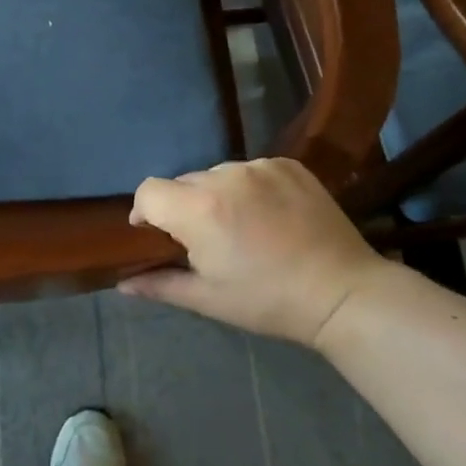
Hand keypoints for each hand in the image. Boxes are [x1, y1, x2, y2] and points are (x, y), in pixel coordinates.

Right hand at [120, 158, 389, 347]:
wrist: (343, 292)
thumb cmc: (267, 301)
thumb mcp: (208, 299)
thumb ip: (160, 284)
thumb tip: (122, 284)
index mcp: (199, 209)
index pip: (149, 190)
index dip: (146, 212)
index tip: (158, 235)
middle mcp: (225, 176)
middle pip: (184, 182)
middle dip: (184, 208)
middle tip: (207, 240)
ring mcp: (260, 166)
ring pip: (218, 174)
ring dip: (217, 195)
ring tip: (242, 227)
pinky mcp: (288, 164)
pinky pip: (251, 170)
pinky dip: (250, 188)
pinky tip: (270, 215)